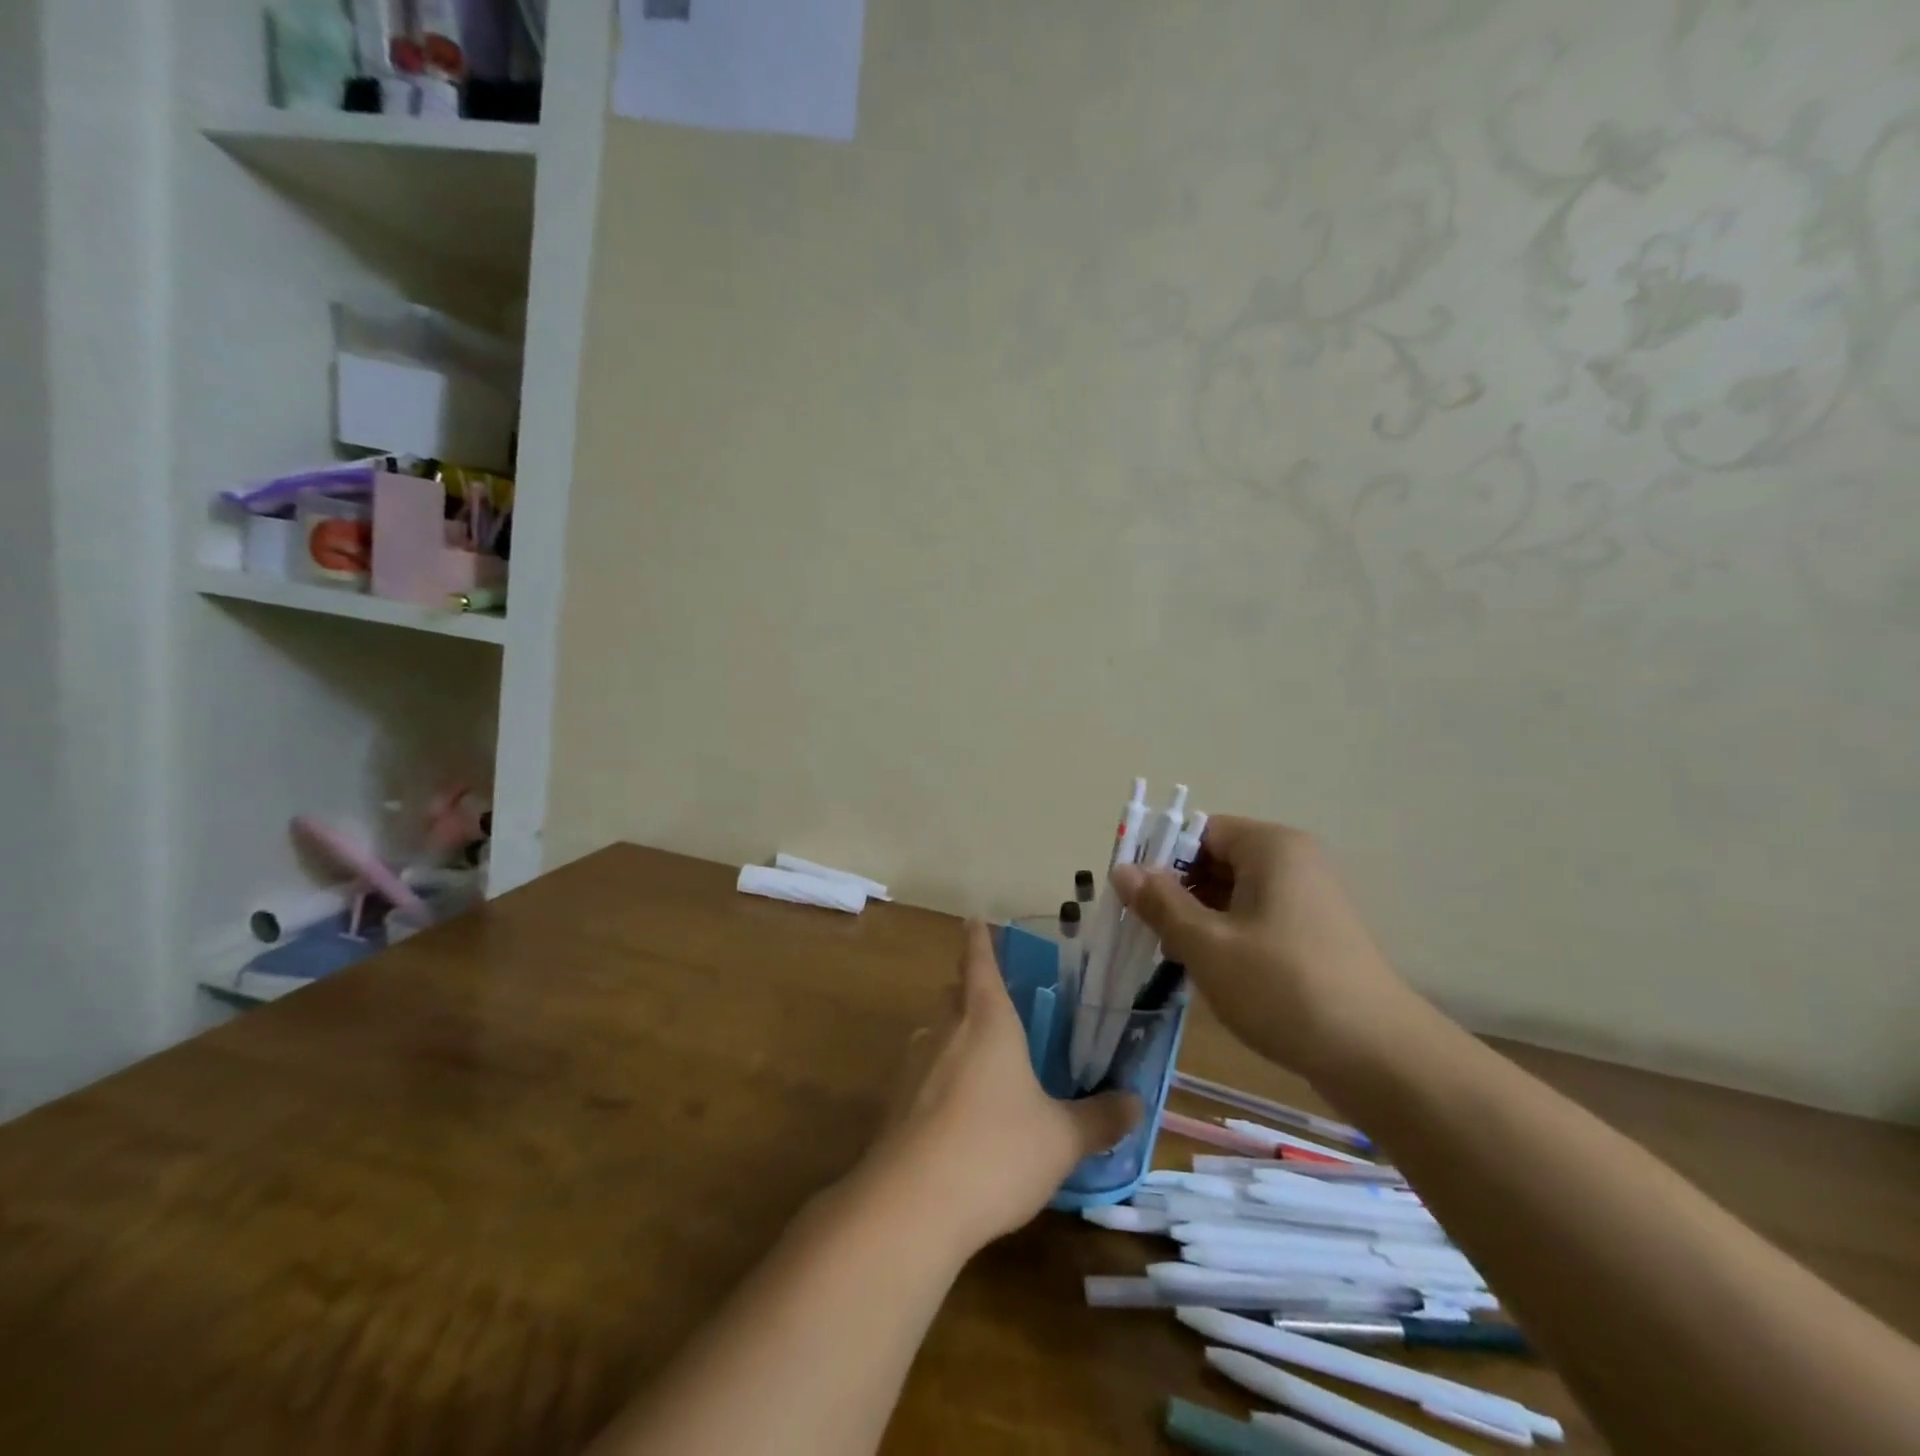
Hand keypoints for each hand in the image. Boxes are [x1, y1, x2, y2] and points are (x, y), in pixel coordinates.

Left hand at [859, 922, 1140, 1256]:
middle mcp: (946, 1030)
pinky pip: (922, 1072)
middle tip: (994, 997)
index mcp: (987, 1019)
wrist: (912, 1204)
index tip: (974, 917)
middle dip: (969, 988)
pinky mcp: (896, 1103)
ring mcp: (914, 1065)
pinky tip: (958, 1109)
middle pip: (954, 993)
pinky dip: (939, 1075)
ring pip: (935, 1031)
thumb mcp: (1061, 1139)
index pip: (980, 961)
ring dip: (953, 1032)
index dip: (979, 938)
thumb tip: (1135, 1103)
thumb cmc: (997, 1150)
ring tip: (982, 1054)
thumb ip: (1099, 1119)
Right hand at [1110, 816, 1413, 1077]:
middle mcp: (1293, 862)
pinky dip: (1227, 936)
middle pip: (1216, 861)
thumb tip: (1122, 869)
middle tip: (1149, 932)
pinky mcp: (1314, 934)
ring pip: (1233, 894)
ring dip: (1199, 919)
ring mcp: (1308, 899)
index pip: (1201, 831)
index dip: (1161, 858)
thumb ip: (1161, 903)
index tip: (1133, 896)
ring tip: (1175, 956)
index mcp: (1271, 848)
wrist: (1379, 1058)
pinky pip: (1256, 918)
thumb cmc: (1284, 988)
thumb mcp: (1209, 945)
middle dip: (1178, 893)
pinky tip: (1210, 971)